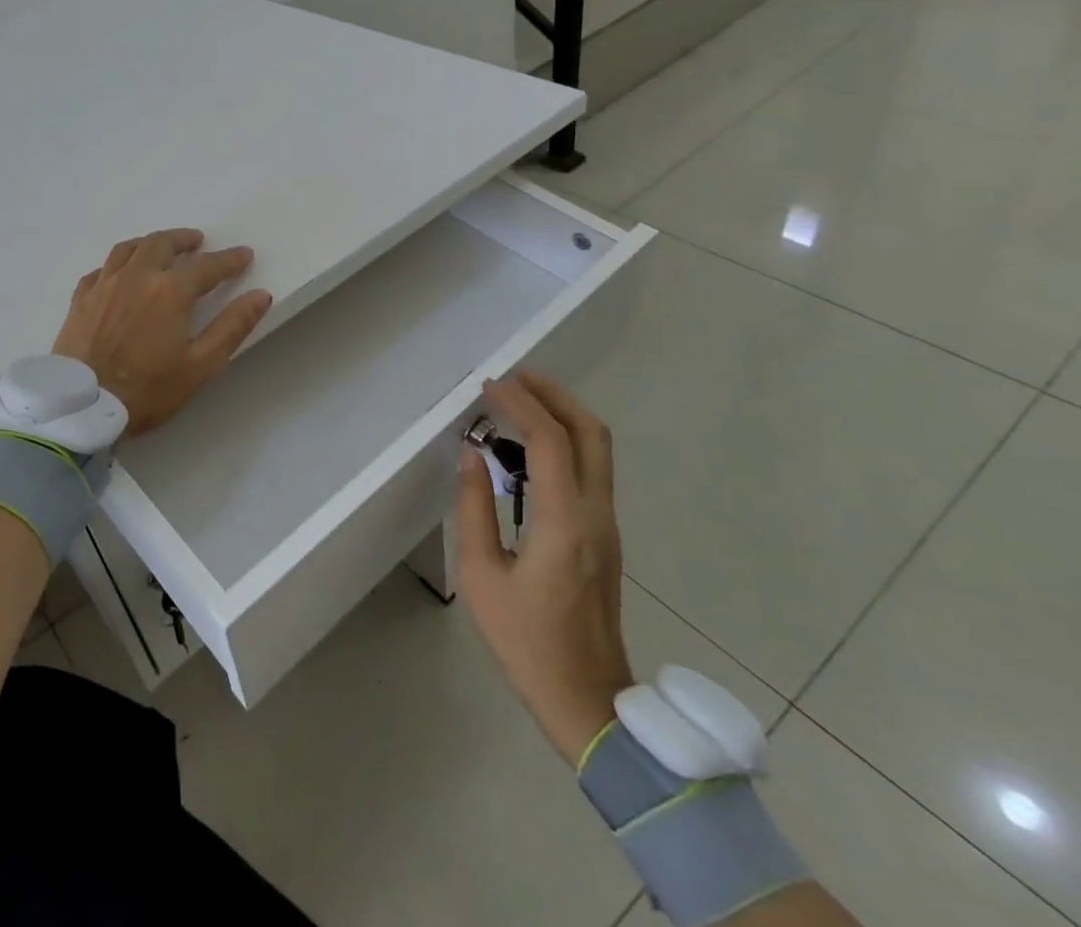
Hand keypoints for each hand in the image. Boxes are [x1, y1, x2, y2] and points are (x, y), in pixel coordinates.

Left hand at [52, 229, 272, 434]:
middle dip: (184, 239)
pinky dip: (117, 263)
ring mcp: (105, 284)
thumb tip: (260, 295)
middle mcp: (137, 276)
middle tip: (197, 242)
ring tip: (160, 247)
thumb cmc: (147, 390)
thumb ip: (232, 327)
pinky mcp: (81, 298)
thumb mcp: (200, 366)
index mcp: (170, 291)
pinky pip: (101, 268)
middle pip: (162, 243)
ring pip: (129, 248)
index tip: (243, 254)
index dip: (229, 259)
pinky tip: (119, 272)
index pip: (207, 266)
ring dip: (150, 243)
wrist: (83, 406)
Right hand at [456, 371, 633, 766]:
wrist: (587, 701)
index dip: (519, 403)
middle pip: (591, 432)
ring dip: (562, 415)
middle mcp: (596, 514)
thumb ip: (474, 507)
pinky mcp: (605, 536)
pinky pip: (592, 470)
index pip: (549, 440)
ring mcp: (608, 525)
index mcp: (563, 522)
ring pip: (598, 449)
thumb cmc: (525, 640)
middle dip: (555, 395)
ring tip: (518, 403)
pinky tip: (529, 448)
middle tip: (514, 379)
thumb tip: (472, 454)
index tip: (488, 387)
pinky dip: (565, 442)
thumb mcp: (481, 575)